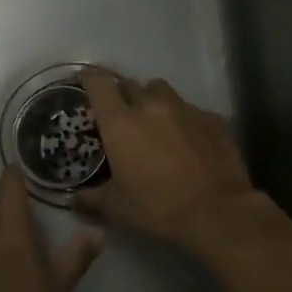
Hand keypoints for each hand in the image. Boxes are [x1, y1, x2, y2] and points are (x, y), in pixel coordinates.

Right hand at [78, 69, 260, 252]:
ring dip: (153, 101)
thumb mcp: (116, 207)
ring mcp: (185, 108)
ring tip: (155, 123)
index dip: (89, 79)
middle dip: (122, 96)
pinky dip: (182, 119)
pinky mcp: (213, 118)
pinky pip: (190, 109)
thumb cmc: (158, 207)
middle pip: (130, 84)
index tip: (86, 83)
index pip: (98, 83)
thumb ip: (91, 198)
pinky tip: (187, 141)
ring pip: (161, 91)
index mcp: (120, 122)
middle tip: (122, 117)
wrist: (217, 212)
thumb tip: (74, 199)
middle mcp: (151, 106)